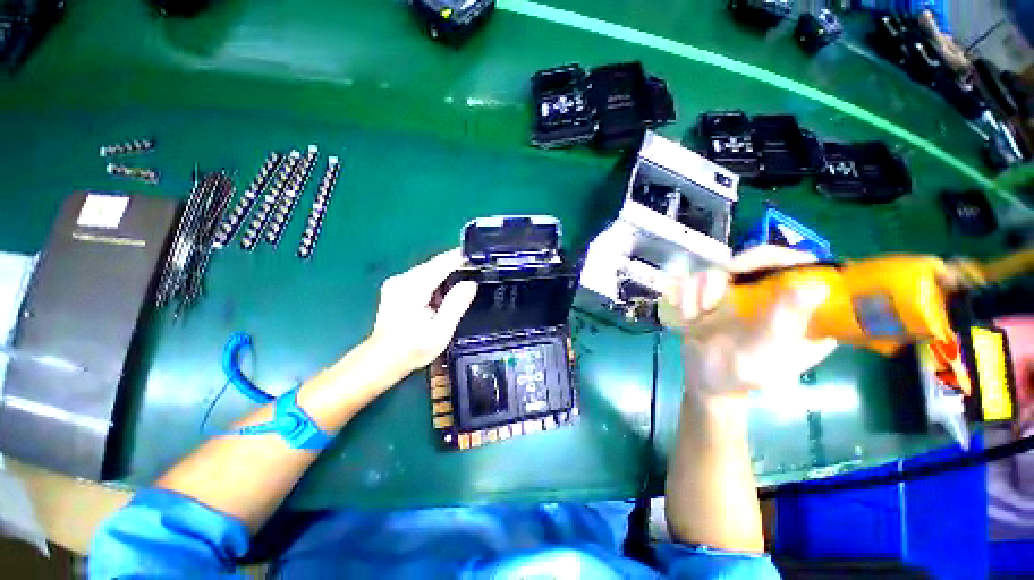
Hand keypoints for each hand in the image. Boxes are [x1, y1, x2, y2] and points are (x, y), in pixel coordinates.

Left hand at [368, 249, 477, 376]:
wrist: (382, 360)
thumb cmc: (412, 349)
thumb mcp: (440, 331)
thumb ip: (456, 304)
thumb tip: (471, 283)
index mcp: (412, 287)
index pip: (441, 263)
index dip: (461, 258)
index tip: (479, 257)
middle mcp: (402, 279)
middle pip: (435, 265)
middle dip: (456, 267)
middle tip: (477, 272)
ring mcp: (398, 283)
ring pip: (430, 271)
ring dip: (447, 276)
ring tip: (466, 283)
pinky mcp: (397, 288)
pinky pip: (423, 278)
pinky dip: (437, 283)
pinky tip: (446, 294)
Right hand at [662, 245, 837, 395]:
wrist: (705, 381)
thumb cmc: (740, 376)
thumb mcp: (765, 354)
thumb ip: (784, 323)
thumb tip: (816, 286)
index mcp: (804, 311)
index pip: (803, 266)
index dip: (775, 258)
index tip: (740, 268)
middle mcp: (774, 296)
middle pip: (756, 260)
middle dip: (724, 275)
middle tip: (709, 294)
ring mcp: (743, 294)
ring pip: (721, 268)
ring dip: (700, 289)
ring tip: (696, 315)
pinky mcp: (717, 297)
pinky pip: (698, 279)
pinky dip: (686, 294)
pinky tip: (687, 315)